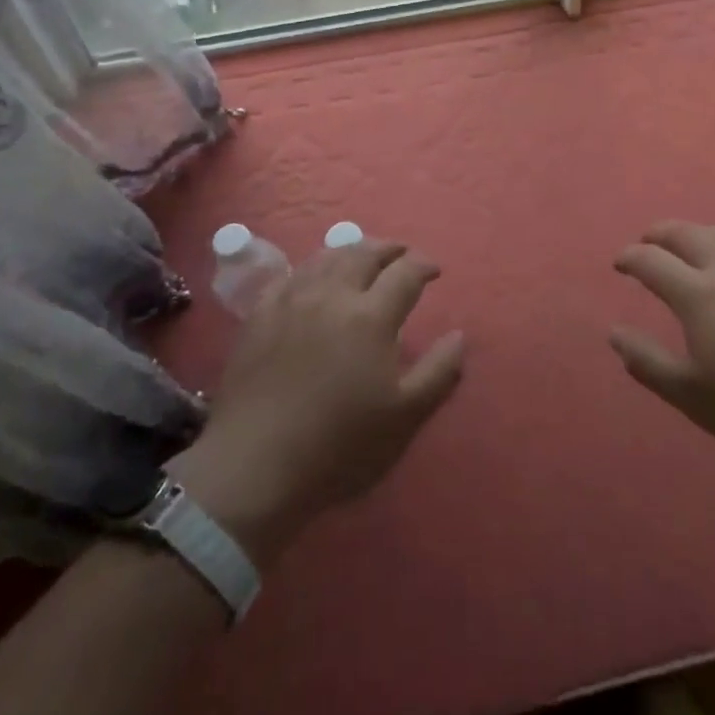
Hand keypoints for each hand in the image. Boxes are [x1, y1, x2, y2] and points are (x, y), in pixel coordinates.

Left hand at [168, 239, 463, 566]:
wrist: (254, 466)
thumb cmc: (339, 445)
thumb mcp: (405, 417)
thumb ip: (439, 371)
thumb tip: (459, 335)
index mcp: (371, 316)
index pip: (406, 272)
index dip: (424, 265)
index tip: (434, 270)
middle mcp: (333, 294)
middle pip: (365, 253)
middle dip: (390, 248)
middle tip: (402, 253)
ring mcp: (292, 300)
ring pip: (327, 257)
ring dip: (352, 251)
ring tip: (363, 257)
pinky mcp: (259, 314)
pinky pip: (290, 274)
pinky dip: (313, 267)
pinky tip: (314, 277)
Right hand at [608, 221, 714, 465]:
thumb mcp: (692, 395)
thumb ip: (648, 362)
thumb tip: (614, 333)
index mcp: (698, 294)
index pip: (652, 261)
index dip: (630, 258)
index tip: (619, 263)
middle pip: (686, 233)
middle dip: (660, 233)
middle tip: (647, 241)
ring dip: (696, 234)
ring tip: (688, 245)